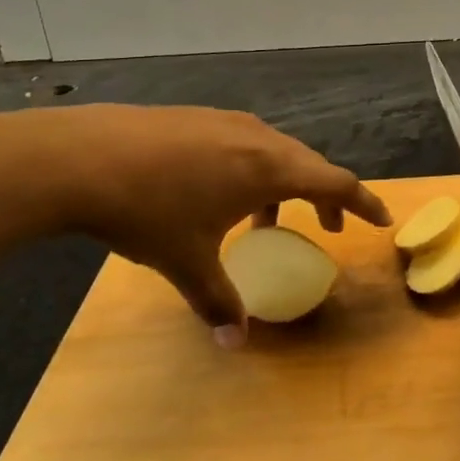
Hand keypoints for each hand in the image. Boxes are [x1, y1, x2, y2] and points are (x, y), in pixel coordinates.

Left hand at [17, 105, 389, 342]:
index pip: (337, 183)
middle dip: (326, 196)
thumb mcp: (186, 260)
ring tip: (266, 217)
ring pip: (276, 151)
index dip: (363, 202)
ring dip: (286, 183)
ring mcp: (227, 122)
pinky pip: (245, 142)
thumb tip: (234, 343)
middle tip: (328, 225)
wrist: (78, 157)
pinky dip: (254, 168)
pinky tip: (219, 189)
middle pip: (310, 165)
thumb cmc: (147, 210)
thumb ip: (218, 300)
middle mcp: (259, 138)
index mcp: (271, 168)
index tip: (381, 219)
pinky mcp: (197, 117)